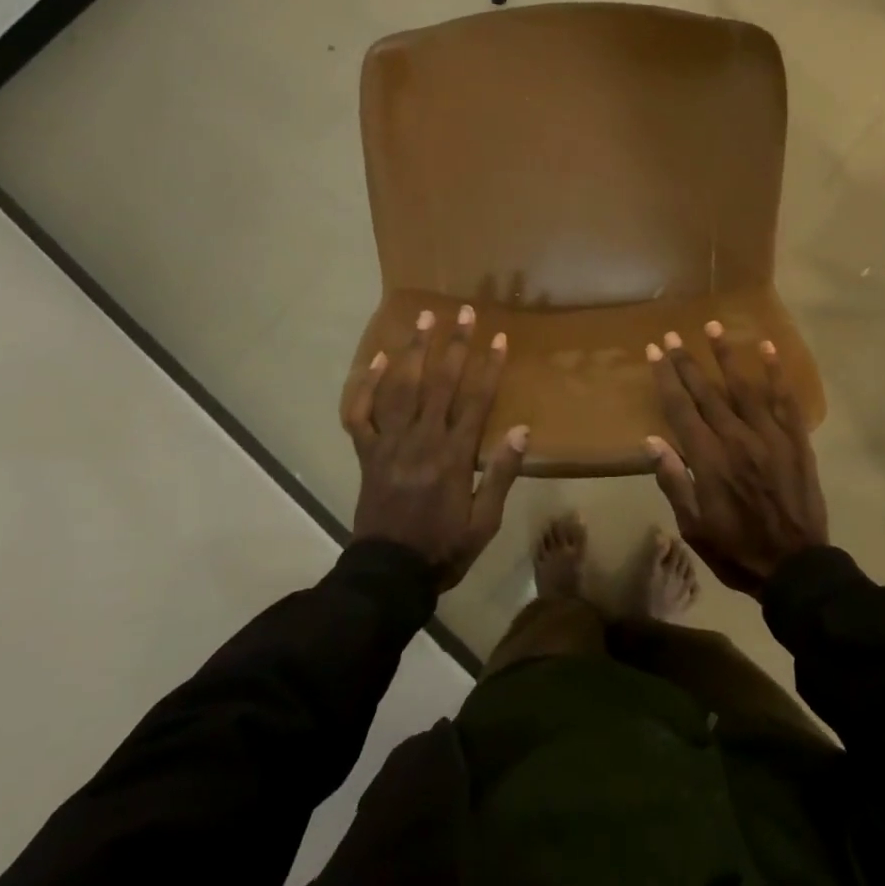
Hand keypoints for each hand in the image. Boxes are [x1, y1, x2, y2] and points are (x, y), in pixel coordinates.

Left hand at [342, 306, 526, 590]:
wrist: (389, 574)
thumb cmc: (443, 548)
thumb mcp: (485, 522)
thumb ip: (501, 474)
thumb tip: (523, 430)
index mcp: (454, 456)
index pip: (476, 400)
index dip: (489, 366)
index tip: (499, 337)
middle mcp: (422, 440)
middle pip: (440, 383)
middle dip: (454, 345)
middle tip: (464, 312)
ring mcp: (390, 443)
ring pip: (401, 388)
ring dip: (414, 350)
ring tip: (423, 318)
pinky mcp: (367, 452)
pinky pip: (361, 413)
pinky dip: (366, 385)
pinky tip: (377, 359)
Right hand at [645, 322, 826, 597]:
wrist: (795, 568)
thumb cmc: (736, 549)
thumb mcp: (693, 525)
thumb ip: (673, 481)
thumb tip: (652, 441)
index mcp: (708, 459)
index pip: (681, 408)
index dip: (665, 378)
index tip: (654, 351)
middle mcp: (736, 438)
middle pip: (707, 392)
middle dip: (687, 361)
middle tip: (673, 335)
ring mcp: (769, 437)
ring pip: (744, 387)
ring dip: (727, 356)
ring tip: (713, 326)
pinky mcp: (796, 441)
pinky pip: (786, 401)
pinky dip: (776, 374)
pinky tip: (768, 349)